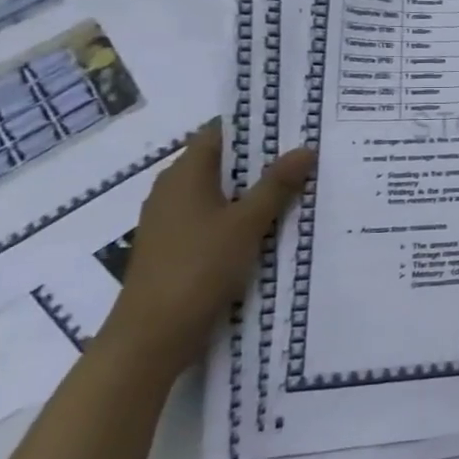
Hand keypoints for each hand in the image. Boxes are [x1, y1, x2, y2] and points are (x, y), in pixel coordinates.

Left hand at [98, 122, 315, 383]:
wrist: (152, 334)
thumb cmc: (199, 267)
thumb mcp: (247, 223)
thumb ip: (277, 185)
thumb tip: (305, 148)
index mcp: (184, 175)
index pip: (219, 133)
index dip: (253, 125)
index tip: (291, 123)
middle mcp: (172, 190)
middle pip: (221, 162)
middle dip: (261, 159)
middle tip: (305, 154)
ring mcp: (171, 221)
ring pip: (219, 192)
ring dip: (252, 190)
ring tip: (296, 187)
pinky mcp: (176, 247)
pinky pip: (213, 218)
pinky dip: (240, 216)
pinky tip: (269, 226)